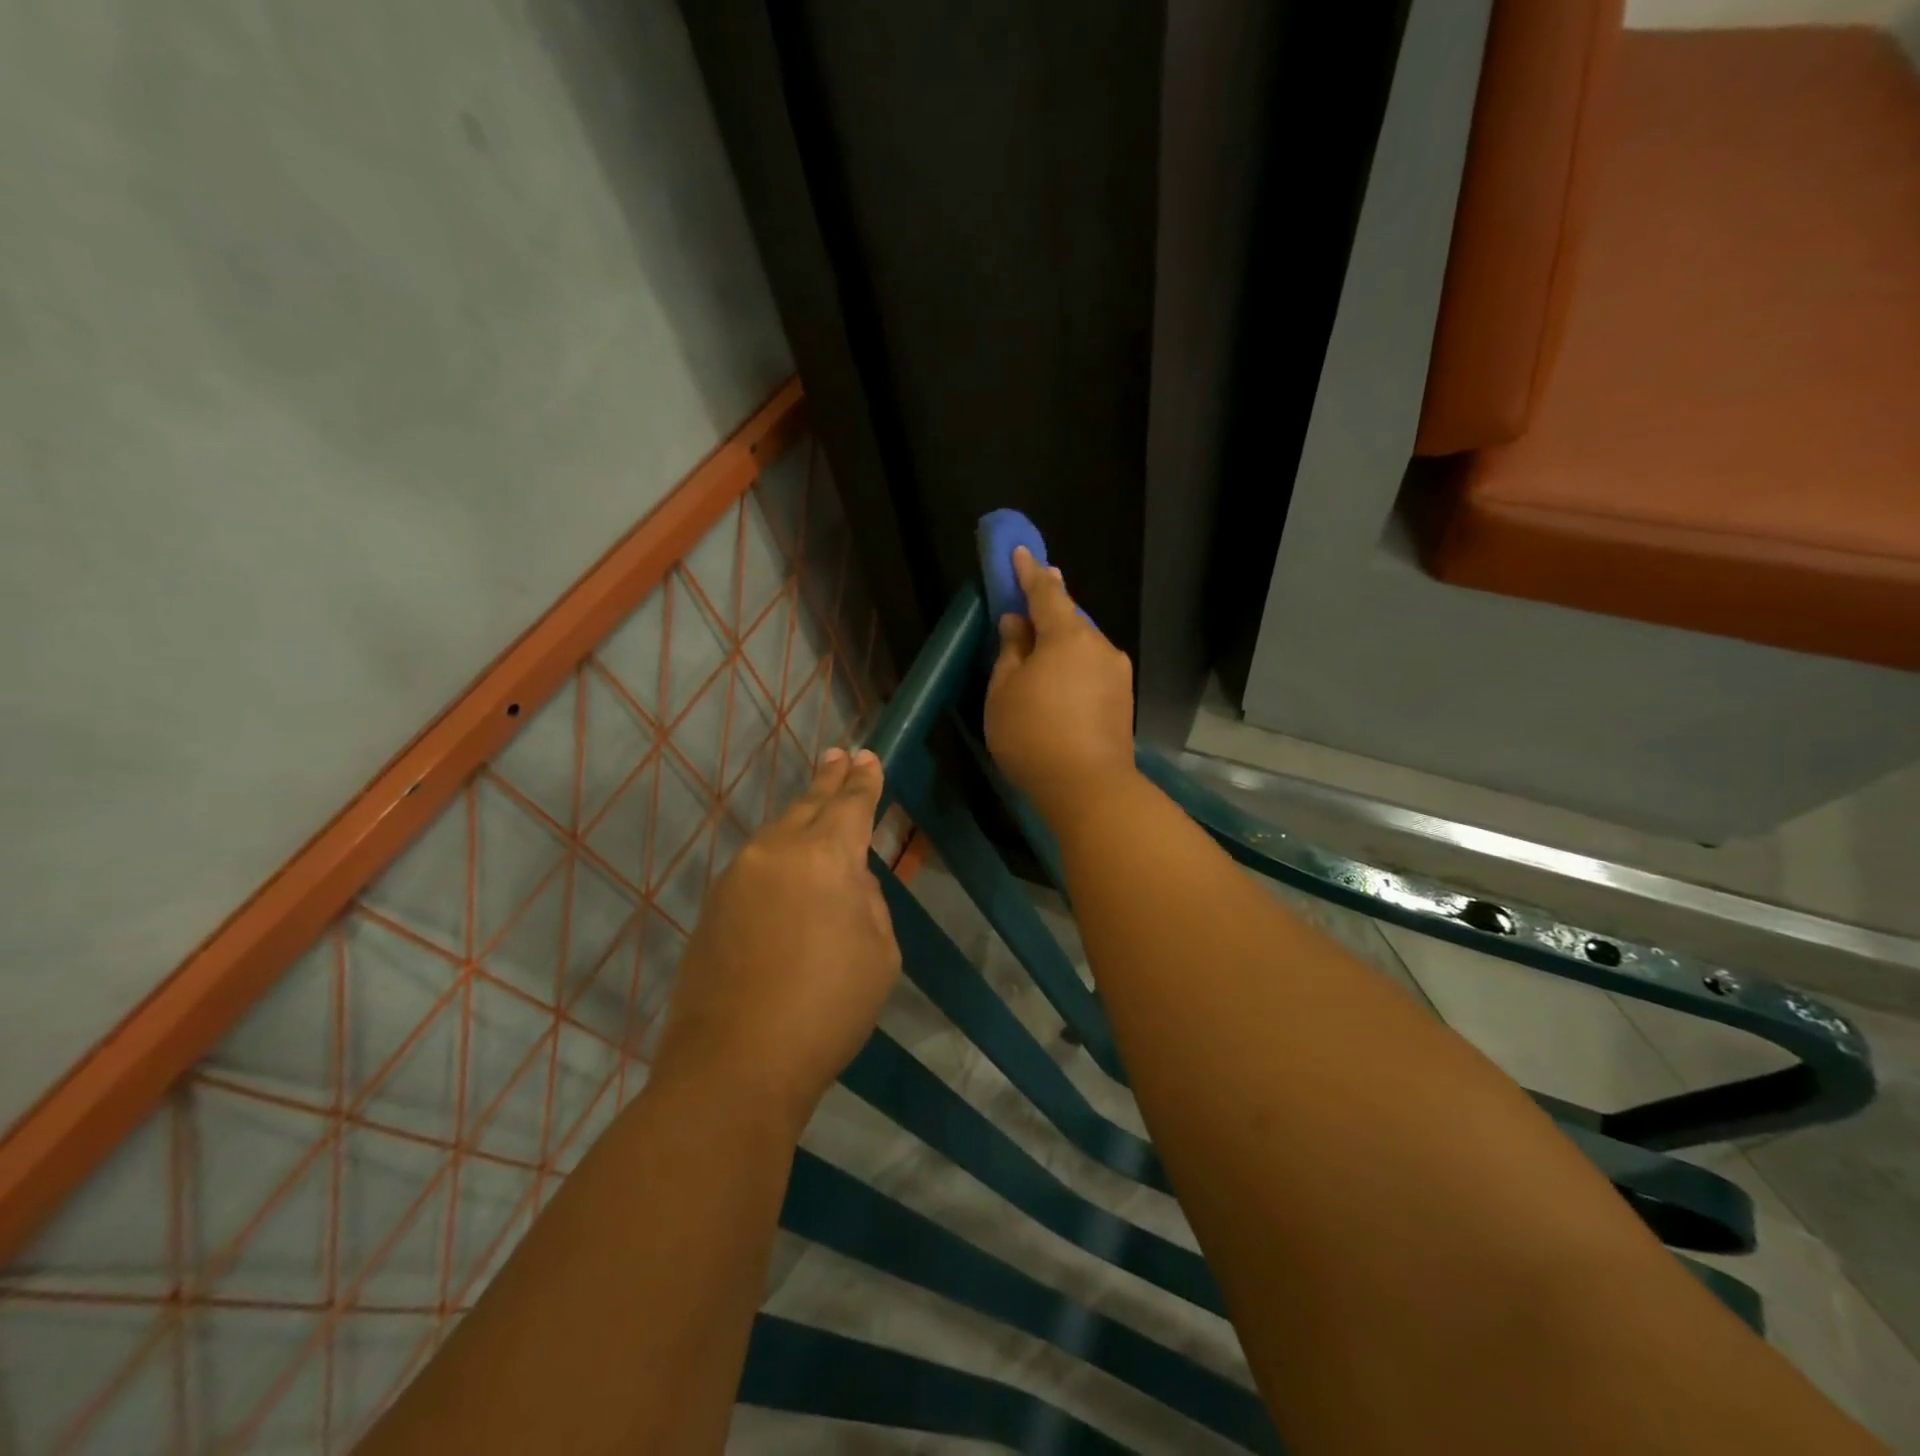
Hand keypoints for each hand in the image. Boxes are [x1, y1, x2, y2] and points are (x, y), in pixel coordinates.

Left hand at [651, 748, 900, 1129]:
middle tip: (841, 754)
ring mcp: (737, 878)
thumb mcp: (879, 953)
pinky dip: (778, 856)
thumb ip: (867, 902)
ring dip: (800, 816)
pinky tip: (786, 867)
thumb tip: (845, 882)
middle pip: (808, 805)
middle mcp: (776, 853)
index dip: (863, 781)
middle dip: (829, 780)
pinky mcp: (713, 908)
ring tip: (816, 803)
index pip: (850, 805)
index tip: (867, 757)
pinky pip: (756, 867)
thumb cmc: (827, 1008)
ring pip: (777, 834)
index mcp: (825, 857)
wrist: (734, 1064)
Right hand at [984, 547, 1137, 829]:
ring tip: (1038, 657)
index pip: (1046, 592)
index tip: (1020, 552)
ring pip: (1083, 646)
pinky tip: (1059, 686)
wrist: (1089, 788)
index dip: (1029, 572)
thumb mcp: (1004, 691)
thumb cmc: (1033, 735)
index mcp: (1068, 636)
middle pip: (1069, 619)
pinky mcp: (1124, 699)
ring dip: (1061, 644)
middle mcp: (1099, 646)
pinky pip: (1092, 669)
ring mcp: (1117, 673)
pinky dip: (1073, 667)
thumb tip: (1017, 623)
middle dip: (1047, 611)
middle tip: (1027, 606)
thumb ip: (1010, 651)